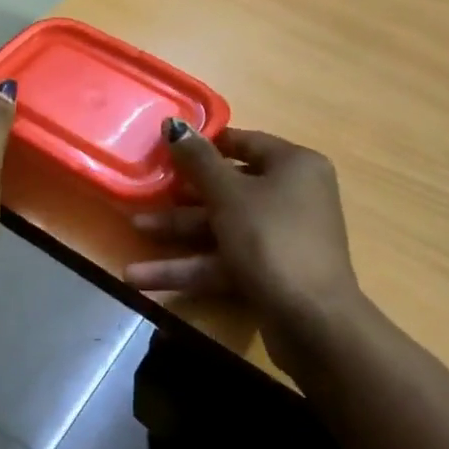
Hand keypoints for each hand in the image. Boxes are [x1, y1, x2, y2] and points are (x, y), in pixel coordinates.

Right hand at [124, 123, 363, 364]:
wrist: (313, 323)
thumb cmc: (271, 239)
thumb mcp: (229, 194)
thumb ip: (198, 160)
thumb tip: (174, 125)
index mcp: (294, 166)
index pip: (244, 143)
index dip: (204, 145)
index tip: (166, 148)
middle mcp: (292, 196)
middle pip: (228, 187)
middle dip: (182, 196)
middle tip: (145, 191)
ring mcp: (281, 237)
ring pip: (222, 227)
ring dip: (178, 232)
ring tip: (135, 231)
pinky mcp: (268, 273)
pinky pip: (225, 260)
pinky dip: (189, 267)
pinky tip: (143, 277)